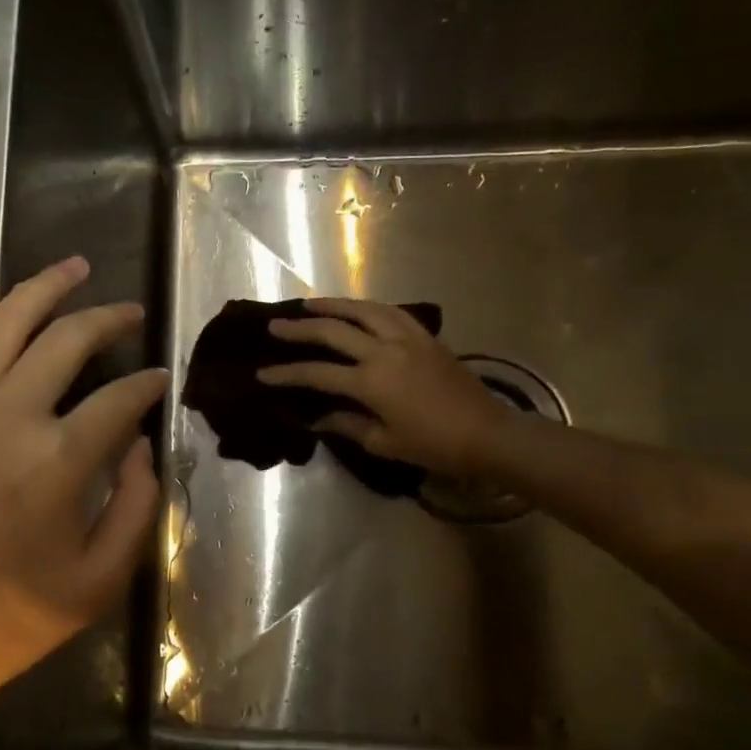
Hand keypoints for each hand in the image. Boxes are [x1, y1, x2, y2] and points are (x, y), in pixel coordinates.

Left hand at [0, 252, 165, 717]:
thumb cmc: (10, 620)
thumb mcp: (99, 582)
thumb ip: (136, 508)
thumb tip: (141, 448)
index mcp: (59, 460)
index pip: (121, 400)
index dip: (148, 386)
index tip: (160, 380)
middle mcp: (7, 416)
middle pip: (68, 343)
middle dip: (109, 321)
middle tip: (130, 313)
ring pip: (4, 324)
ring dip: (45, 288)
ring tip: (75, 266)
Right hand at [257, 297, 511, 478]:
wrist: (488, 434)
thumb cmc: (434, 445)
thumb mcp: (384, 442)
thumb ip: (347, 424)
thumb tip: (317, 418)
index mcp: (371, 382)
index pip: (317, 373)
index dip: (287, 373)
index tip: (262, 373)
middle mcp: (384, 351)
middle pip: (333, 331)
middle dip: (299, 329)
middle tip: (275, 326)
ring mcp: (407, 338)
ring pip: (362, 310)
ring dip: (333, 305)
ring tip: (310, 304)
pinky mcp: (426, 336)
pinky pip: (390, 312)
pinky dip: (367, 307)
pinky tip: (356, 309)